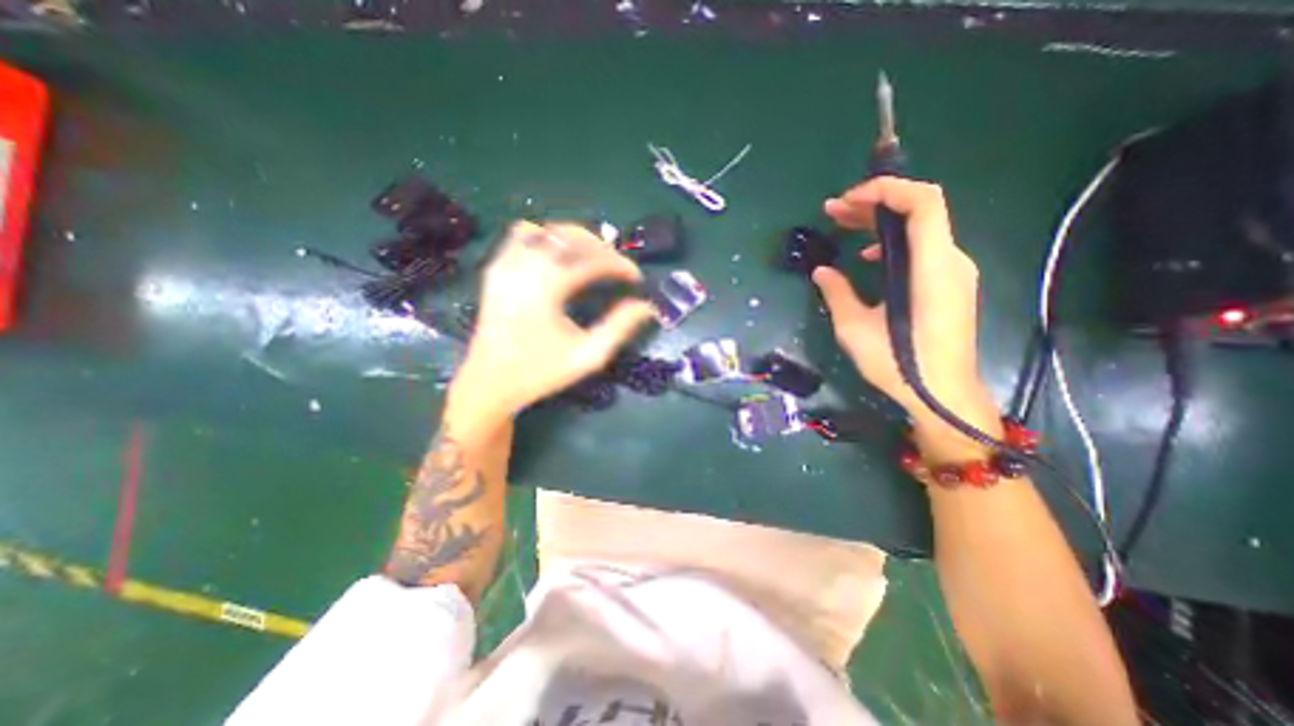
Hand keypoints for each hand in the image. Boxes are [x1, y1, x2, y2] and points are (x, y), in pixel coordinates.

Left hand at [450, 221, 658, 423]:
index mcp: (546, 288)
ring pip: (546, 230)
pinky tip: (559, 257)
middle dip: (601, 247)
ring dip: (575, 238)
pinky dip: (547, 238)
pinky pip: (522, 236)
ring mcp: (505, 264)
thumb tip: (647, 306)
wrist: (489, 384)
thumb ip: (619, 328)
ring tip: (593, 257)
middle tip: (618, 267)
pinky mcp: (496, 269)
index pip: (592, 260)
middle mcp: (523, 267)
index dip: (620, 265)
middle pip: (569, 236)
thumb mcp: (587, 356)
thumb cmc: (541, 373)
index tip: (637, 278)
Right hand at [811, 178, 1004, 450]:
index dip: (887, 189)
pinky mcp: (950, 285)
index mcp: (931, 268)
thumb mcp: (855, 329)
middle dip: (875, 203)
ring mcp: (954, 273)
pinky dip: (894, 242)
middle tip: (834, 210)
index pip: (924, 203)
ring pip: (921, 228)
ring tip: (845, 226)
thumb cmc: (899, 364)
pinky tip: (869, 257)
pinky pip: (924, 248)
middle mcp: (951, 261)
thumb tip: (822, 271)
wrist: (943, 395)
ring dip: (882, 222)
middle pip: (920, 210)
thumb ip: (837, 293)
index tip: (848, 200)